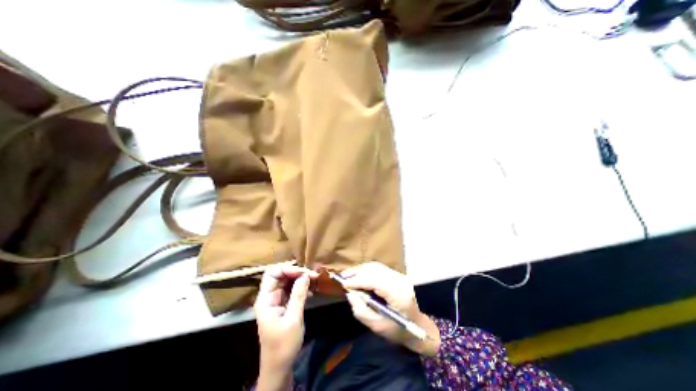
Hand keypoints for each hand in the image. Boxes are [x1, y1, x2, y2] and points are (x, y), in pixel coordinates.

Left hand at [254, 264, 317, 389]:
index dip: (288, 269)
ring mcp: (276, 301)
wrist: (279, 367)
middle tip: (312, 275)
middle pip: (280, 275)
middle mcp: (269, 297)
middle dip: (297, 273)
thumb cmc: (284, 345)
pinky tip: (310, 291)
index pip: (272, 273)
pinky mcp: (282, 305)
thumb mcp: (293, 319)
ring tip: (314, 281)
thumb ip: (298, 295)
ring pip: (287, 282)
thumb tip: (305, 275)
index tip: (304, 273)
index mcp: (265, 300)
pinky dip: (301, 288)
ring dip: (300, 279)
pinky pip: (291, 290)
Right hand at [343, 262, 439, 356]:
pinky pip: (378, 268)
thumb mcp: (377, 326)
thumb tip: (349, 293)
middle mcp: (400, 281)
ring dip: (360, 269)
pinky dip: (366, 270)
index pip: (376, 281)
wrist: (417, 325)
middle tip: (342, 277)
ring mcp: (399, 275)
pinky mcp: (396, 274)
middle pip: (375, 270)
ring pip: (375, 266)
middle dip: (357, 272)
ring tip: (347, 275)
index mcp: (399, 295)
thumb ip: (361, 310)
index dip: (359, 280)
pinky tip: (357, 274)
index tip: (344, 284)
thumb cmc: (398, 330)